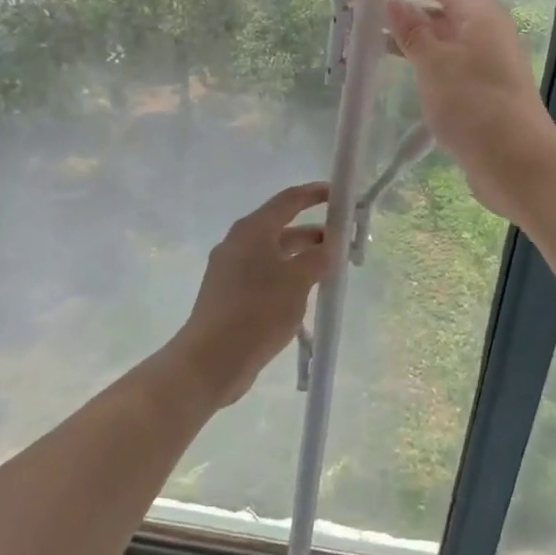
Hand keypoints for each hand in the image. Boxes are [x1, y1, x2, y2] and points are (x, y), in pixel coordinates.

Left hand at [163, 182, 331, 409]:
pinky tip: (306, 295)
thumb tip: (332, 244)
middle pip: (283, 228)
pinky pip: (266, 276)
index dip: (315, 194)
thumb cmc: (257, 311)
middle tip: (345, 244)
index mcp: (252, 230)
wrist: (210, 361)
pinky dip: (288, 277)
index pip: (289, 200)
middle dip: (315, 234)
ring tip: (332, 272)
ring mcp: (232, 271)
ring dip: (304, 259)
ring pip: (276, 255)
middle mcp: (239, 243)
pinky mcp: (230, 296)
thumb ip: (319, 257)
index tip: (340, 195)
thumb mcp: (297, 281)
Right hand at [384, 0, 555, 222]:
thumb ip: (412, 32)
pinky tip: (407, 75)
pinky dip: (427, 64)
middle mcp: (489, 35)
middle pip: (447, 13)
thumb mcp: (434, 63)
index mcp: (482, 17)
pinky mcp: (487, 94)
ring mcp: (490, 66)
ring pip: (447, 42)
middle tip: (373, 14)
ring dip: (415, 41)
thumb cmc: (473, 104)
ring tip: (377, 45)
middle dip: (411, 12)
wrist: (516, 162)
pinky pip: (451, 66)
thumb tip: (395, 3)